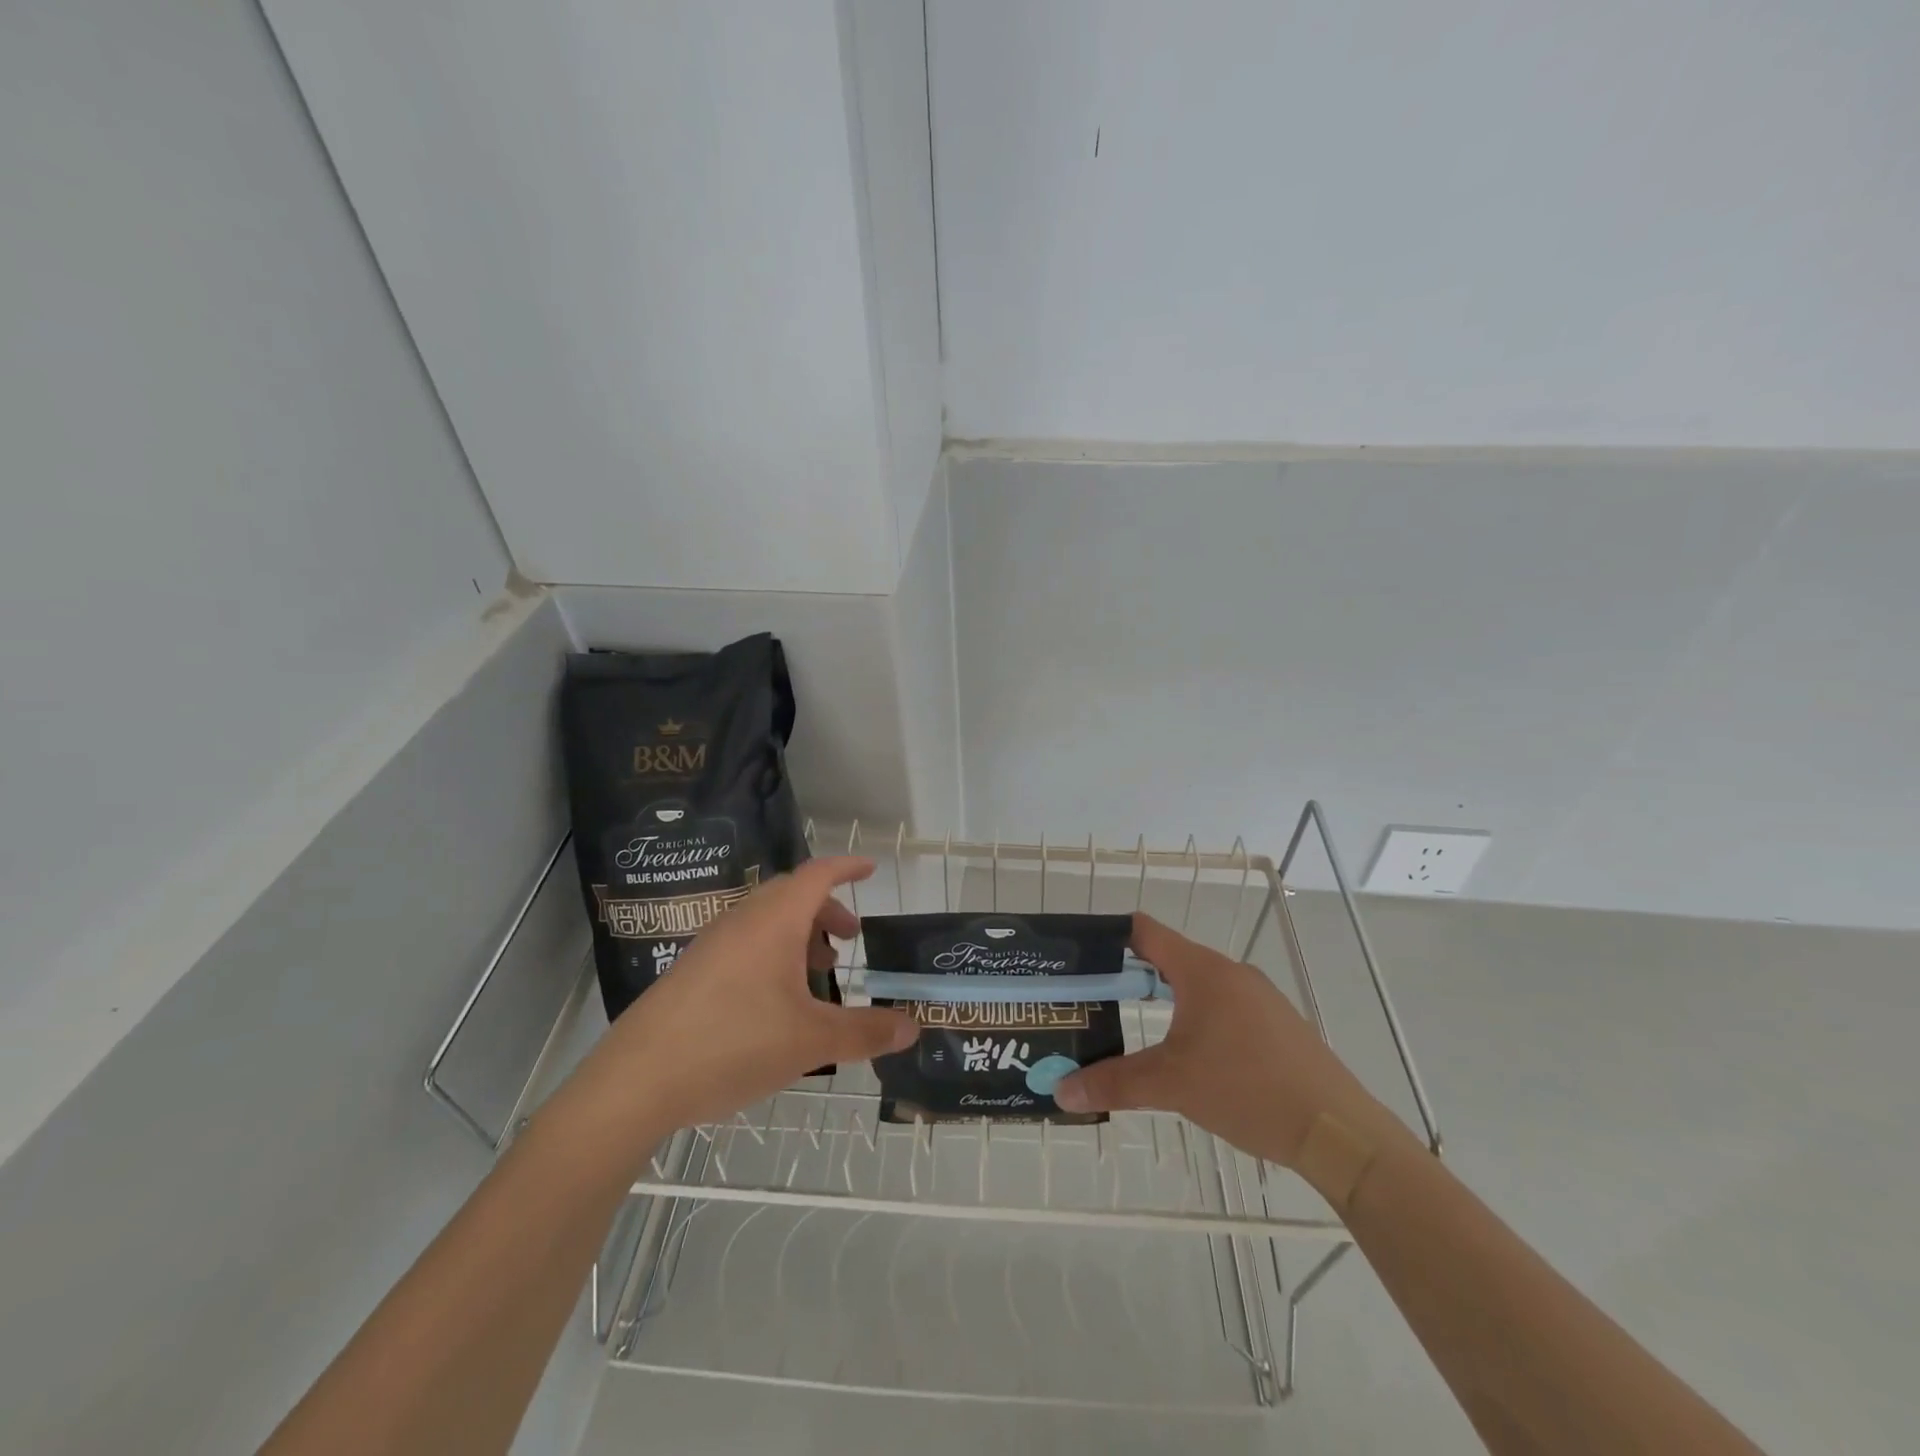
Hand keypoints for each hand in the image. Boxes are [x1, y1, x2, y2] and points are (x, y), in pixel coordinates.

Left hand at [599, 857, 917, 1130]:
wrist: (636, 1080)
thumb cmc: (733, 1044)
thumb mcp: (811, 1041)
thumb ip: (865, 1032)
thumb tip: (911, 1029)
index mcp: (774, 922)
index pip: (817, 875)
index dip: (847, 867)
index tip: (870, 869)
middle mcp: (743, 921)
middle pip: (792, 895)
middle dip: (826, 908)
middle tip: (850, 937)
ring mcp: (712, 944)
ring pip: (766, 920)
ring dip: (799, 933)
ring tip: (818, 968)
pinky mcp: (693, 970)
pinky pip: (745, 942)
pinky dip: (773, 952)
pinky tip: (776, 999)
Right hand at [1053, 913, 1392, 1167]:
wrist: (1338, 1133)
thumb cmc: (1248, 1089)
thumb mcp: (1172, 1086)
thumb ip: (1114, 1082)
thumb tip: (1061, 1091)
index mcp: (1203, 971)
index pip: (1145, 931)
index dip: (1109, 936)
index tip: (1080, 957)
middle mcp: (1231, 973)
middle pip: (1169, 958)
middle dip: (1130, 976)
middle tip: (1096, 1000)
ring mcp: (1259, 999)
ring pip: (1198, 986)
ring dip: (1165, 1001)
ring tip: (1135, 1028)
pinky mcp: (1277, 1026)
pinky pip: (1225, 1008)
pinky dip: (1196, 1019)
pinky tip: (1190, 1057)